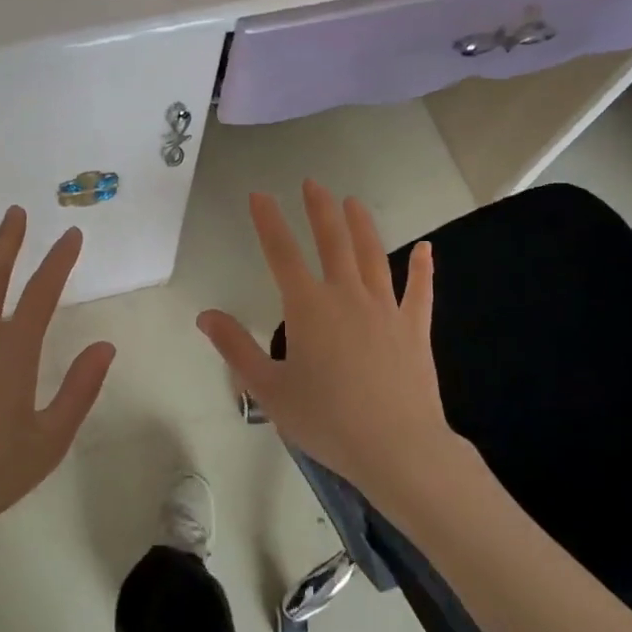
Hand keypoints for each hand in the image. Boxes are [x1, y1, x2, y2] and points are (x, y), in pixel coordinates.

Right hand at [197, 181, 451, 505]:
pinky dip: (422, 268)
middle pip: (333, 241)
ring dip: (362, 225)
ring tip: (353, 202)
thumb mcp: (269, 389)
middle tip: (313, 183)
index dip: (268, 221)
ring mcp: (385, 309)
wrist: (397, 448)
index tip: (259, 195)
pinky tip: (426, 248)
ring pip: (373, 255)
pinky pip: (419, 291)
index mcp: (308, 308)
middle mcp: (346, 296)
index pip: (282, 253)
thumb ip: (236, 348)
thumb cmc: (326, 420)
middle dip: (320, 209)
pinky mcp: (414, 329)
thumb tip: (205, 315)